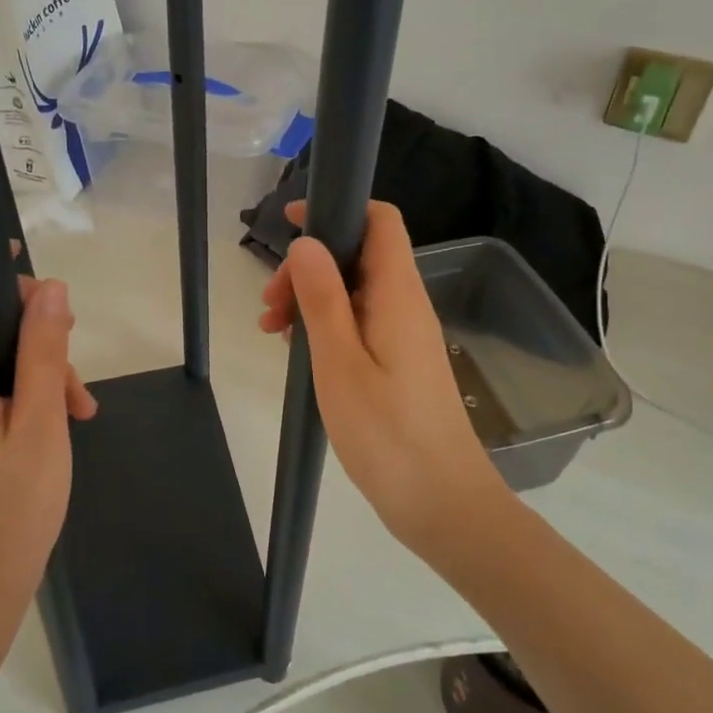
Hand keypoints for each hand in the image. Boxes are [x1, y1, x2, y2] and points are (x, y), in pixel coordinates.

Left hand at [0, 260, 96, 618]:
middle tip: (71, 349)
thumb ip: (43, 352)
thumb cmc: (11, 509)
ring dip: (30, 361)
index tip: (13, 263)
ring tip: (77, 401)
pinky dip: (18, 387)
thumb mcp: (41, 425)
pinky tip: (62, 414)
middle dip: (22, 322)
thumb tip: (50, 288)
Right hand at [259, 201, 507, 558]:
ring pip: (354, 291)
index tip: (290, 224)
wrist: (442, 504)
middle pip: (358, 255)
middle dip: (309, 265)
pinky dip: (326, 325)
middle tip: (269, 305)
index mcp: (398, 294)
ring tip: (272, 331)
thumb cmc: (387, 433)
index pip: (380, 220)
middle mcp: (406, 305)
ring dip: (311, 298)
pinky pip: (359, 322)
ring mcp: (405, 334)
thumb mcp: (340, 363)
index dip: (339, 208)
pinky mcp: (400, 361)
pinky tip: (298, 351)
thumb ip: (323, 298)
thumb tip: (307, 242)